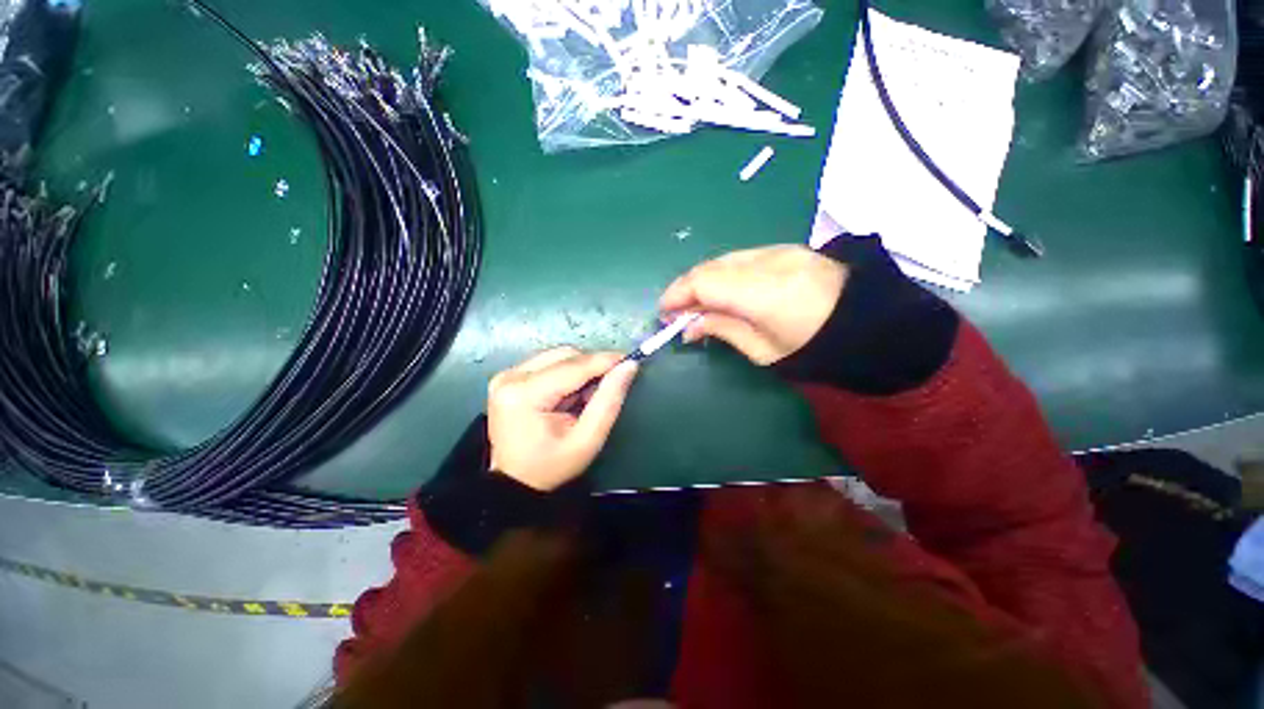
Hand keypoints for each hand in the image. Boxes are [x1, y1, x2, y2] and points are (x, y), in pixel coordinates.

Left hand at [487, 347, 638, 490]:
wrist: (514, 483)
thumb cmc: (551, 466)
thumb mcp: (587, 439)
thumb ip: (609, 400)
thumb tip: (628, 366)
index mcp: (524, 394)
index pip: (574, 366)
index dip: (605, 360)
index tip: (630, 360)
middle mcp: (510, 377)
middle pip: (565, 355)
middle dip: (590, 368)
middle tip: (602, 392)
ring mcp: (506, 375)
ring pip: (557, 356)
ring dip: (578, 371)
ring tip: (583, 399)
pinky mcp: (508, 377)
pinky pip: (547, 363)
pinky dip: (565, 374)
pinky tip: (567, 397)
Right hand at [659, 245, 846, 364]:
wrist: (869, 324)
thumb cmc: (815, 349)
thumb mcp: (763, 351)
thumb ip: (722, 330)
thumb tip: (688, 327)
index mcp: (762, 293)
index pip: (704, 282)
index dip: (677, 295)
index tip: (663, 313)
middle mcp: (767, 263)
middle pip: (710, 267)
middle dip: (685, 288)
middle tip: (676, 312)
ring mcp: (778, 251)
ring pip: (723, 259)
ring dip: (702, 279)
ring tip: (696, 303)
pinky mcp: (786, 248)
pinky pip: (740, 258)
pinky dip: (722, 273)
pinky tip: (722, 290)